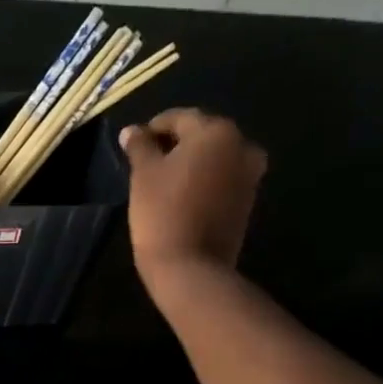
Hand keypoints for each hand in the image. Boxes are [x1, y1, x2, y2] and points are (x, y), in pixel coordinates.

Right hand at [119, 108, 267, 286]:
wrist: (191, 266)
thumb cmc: (162, 213)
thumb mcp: (143, 175)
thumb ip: (140, 146)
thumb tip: (132, 131)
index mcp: (216, 132)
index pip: (180, 118)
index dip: (154, 127)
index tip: (134, 142)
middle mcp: (241, 145)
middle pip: (202, 135)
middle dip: (175, 143)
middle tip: (147, 160)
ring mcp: (250, 174)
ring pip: (214, 157)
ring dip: (191, 162)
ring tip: (164, 178)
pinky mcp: (247, 199)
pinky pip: (222, 178)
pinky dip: (204, 179)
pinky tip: (182, 194)